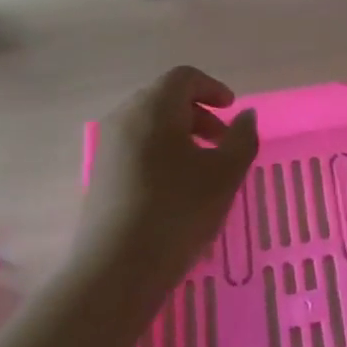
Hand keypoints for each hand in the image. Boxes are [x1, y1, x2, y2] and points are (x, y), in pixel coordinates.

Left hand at [80, 66, 258, 288]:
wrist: (116, 269)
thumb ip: (242, 138)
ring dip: (180, 135)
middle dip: (198, 113)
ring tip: (202, 168)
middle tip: (221, 141)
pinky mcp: (100, 175)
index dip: (213, 88)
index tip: (232, 111)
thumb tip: (246, 115)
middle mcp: (125, 118)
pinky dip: (160, 153)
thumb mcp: (225, 174)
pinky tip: (176, 188)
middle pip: (164, 98)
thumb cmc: (178, 211)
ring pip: (149, 125)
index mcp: (154, 107)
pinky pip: (135, 147)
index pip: (184, 77)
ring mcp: (107, 147)